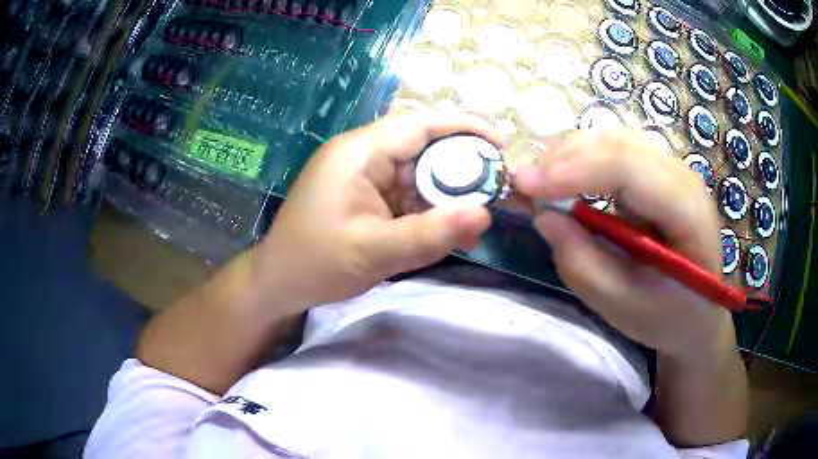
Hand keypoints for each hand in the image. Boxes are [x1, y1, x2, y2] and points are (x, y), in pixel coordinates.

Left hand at [251, 112, 498, 312]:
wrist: (278, 284)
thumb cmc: (316, 264)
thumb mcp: (375, 252)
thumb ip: (431, 234)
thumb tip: (484, 216)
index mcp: (358, 153)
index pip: (419, 125)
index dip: (464, 127)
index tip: (500, 144)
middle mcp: (362, 155)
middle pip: (423, 148)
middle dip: (462, 168)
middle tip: (495, 190)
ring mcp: (363, 176)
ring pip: (418, 174)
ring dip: (447, 196)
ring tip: (477, 221)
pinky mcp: (366, 196)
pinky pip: (406, 195)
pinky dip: (429, 211)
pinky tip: (449, 231)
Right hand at [513, 129, 734, 358]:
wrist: (698, 314)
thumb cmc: (667, 317)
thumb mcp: (621, 305)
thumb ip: (582, 263)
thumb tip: (544, 216)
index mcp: (688, 212)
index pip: (629, 167)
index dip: (574, 169)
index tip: (524, 185)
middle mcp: (684, 177)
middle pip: (620, 144)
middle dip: (565, 157)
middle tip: (522, 183)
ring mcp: (673, 169)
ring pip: (615, 139)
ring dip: (571, 154)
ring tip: (539, 180)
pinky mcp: (660, 172)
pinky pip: (617, 149)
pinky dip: (584, 158)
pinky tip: (566, 177)